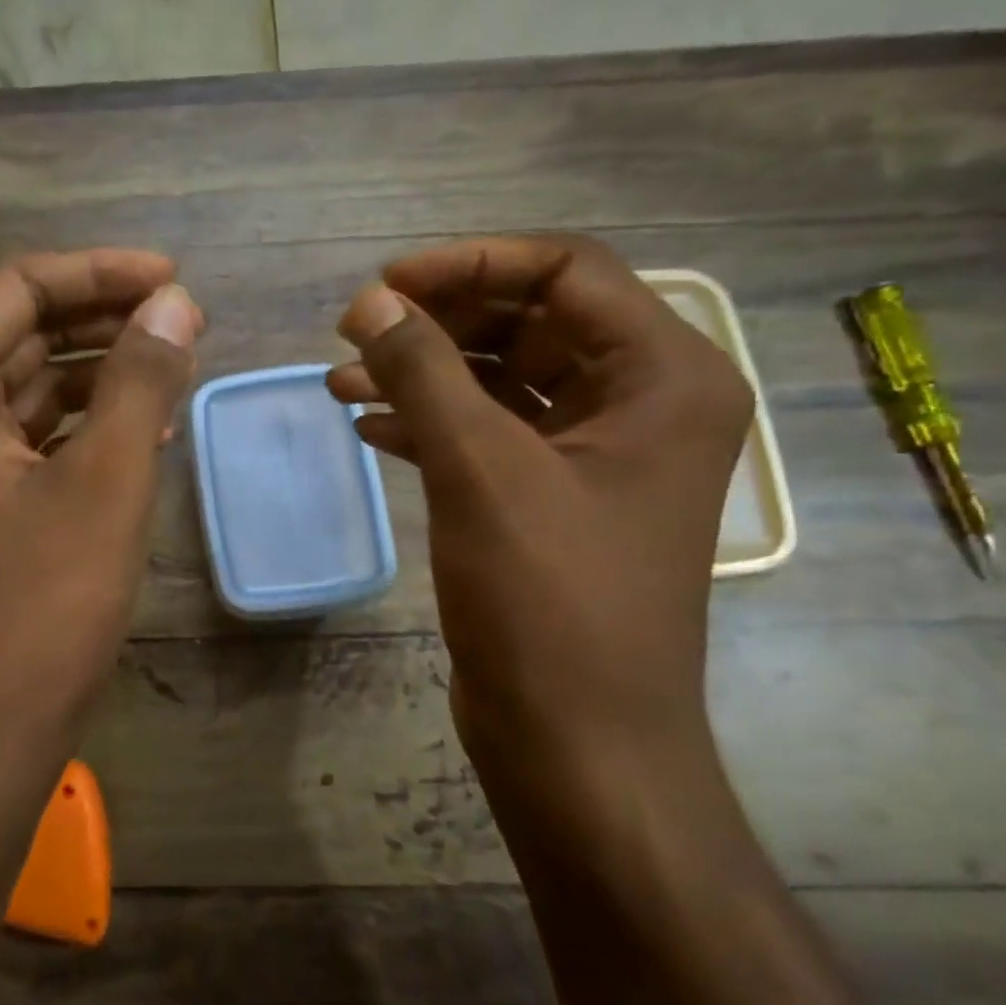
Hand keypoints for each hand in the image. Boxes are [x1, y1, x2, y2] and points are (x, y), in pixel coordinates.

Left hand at [0, 250, 201, 801]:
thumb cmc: (40, 606)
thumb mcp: (105, 483)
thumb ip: (141, 382)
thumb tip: (176, 303)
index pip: (19, 288)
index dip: (100, 272)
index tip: (174, 279)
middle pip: (25, 329)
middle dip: (107, 319)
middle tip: (188, 321)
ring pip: (36, 382)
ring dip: (105, 370)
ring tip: (179, 366)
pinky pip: (39, 433)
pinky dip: (92, 421)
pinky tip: (149, 425)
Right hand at [328, 236, 752, 817]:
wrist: (577, 740)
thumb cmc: (548, 601)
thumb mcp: (481, 470)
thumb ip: (424, 372)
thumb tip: (369, 301)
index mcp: (663, 376)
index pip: (566, 272)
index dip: (469, 264)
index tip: (382, 286)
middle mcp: (640, 402)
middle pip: (529, 320)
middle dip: (437, 319)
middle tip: (354, 330)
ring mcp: (593, 453)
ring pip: (500, 378)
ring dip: (423, 373)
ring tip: (342, 380)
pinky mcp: (550, 497)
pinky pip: (488, 433)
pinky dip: (429, 422)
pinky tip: (369, 426)